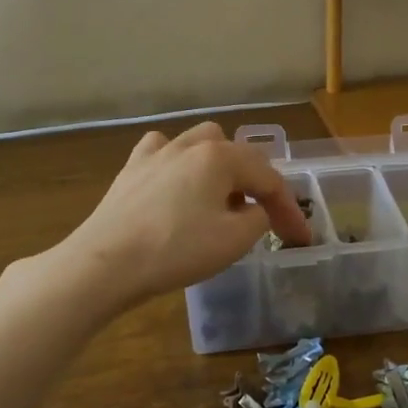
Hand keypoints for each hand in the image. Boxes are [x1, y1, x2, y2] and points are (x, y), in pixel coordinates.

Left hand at [57, 122, 309, 308]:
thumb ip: (259, 219)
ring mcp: (156, 154)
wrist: (105, 263)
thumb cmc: (176, 250)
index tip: (301, 238)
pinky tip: (177, 184)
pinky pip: (163, 153)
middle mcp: (190, 144)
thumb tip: (254, 210)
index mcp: (221, 157)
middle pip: (237, 154)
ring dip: (219, 166)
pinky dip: (179, 164)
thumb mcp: (234, 240)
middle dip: (256, 182)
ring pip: (200, 143)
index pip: (268, 178)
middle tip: (262, 216)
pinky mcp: (130, 170)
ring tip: (221, 197)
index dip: (289, 209)